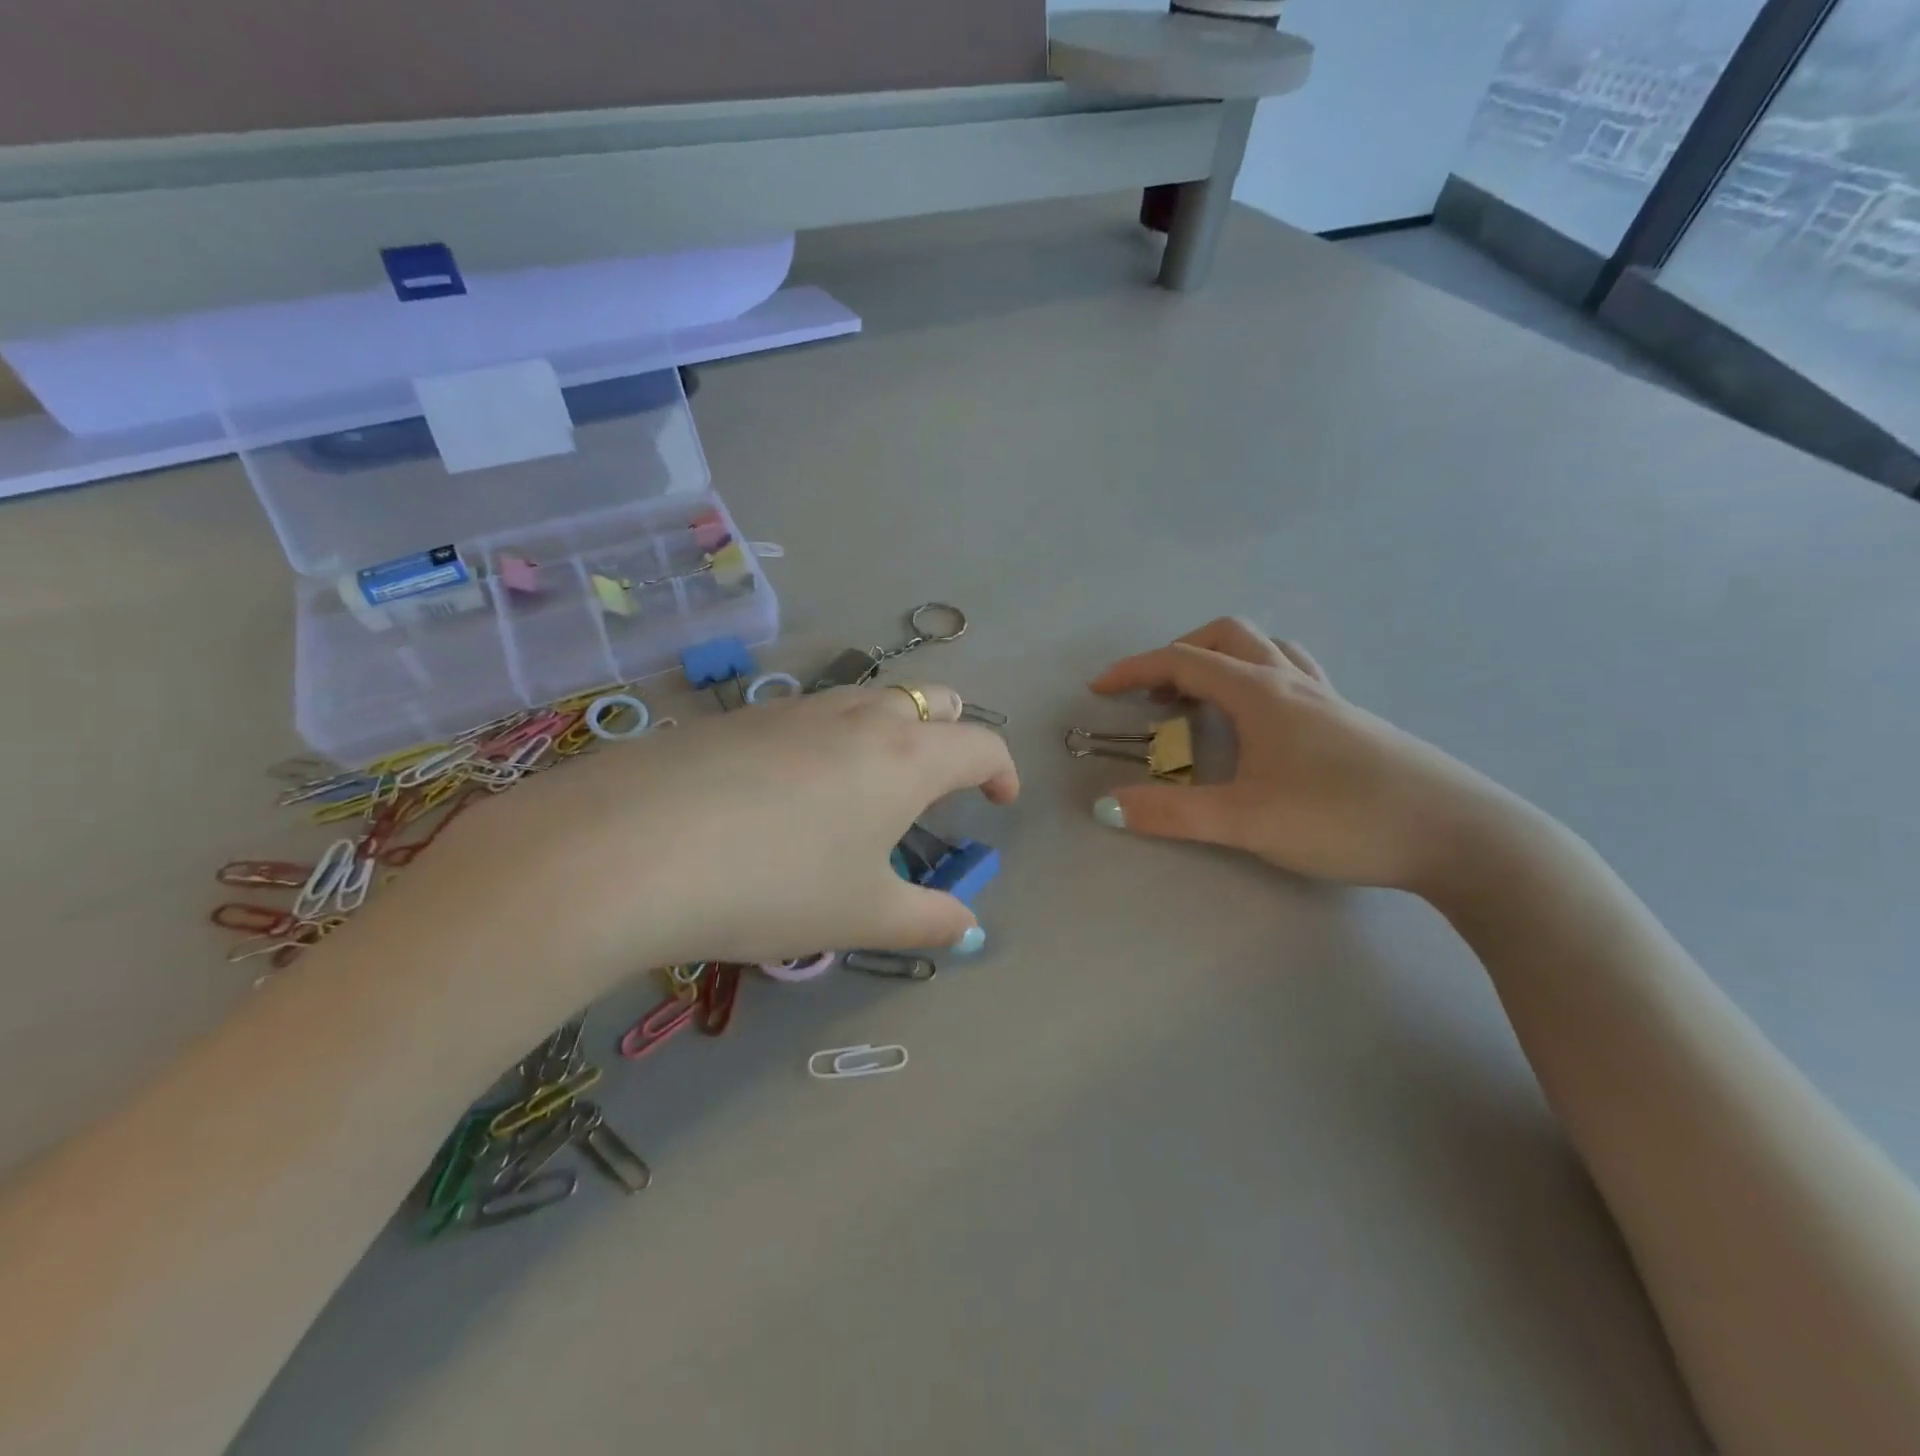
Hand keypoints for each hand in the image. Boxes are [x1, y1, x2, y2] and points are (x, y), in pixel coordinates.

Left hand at [363, 683, 1017, 1000]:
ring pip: (865, 700)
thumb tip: (968, 927)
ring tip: (867, 788)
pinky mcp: (736, 718)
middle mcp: (856, 717)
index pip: (981, 742)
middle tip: (942, 779)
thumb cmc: (774, 885)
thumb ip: (928, 921)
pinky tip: (787, 792)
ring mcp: (792, 709)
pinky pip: (805, 716)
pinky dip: (826, 740)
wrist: (626, 848)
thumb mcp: (862, 915)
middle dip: (950, 730)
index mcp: (904, 757)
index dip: (1002, 770)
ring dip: (887, 731)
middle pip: (929, 698)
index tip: (1000, 802)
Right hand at [1088, 619, 1517, 897]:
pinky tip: (1262, 725)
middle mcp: (1294, 683)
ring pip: (1268, 652)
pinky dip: (1259, 681)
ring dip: (1225, 662)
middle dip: (1181, 654)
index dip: (1135, 670)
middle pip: (1229, 637)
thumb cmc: (1344, 818)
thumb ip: (1171, 814)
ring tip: (1205, 702)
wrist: (1460, 836)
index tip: (1099, 691)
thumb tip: (1105, 806)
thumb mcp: (1246, 820)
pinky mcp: (1353, 723)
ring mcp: (1330, 700)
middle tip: (1157, 694)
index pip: (1184, 662)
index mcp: (1262, 694)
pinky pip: (1295, 677)